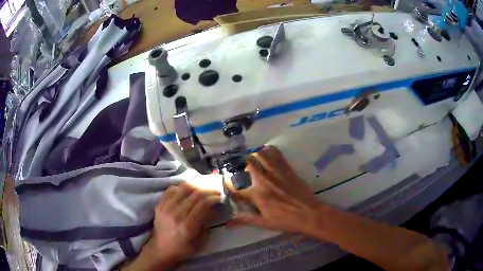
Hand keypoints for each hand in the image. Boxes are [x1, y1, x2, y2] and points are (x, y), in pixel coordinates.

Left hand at [147, 182, 220, 264]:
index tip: (220, 196)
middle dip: (208, 189)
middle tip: (215, 189)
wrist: (161, 249)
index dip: (214, 197)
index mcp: (188, 225)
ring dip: (196, 185)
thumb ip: (206, 223)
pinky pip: (171, 189)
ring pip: (183, 187)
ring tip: (203, 187)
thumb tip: (214, 208)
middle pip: (195, 193)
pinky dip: (181, 187)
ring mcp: (166, 207)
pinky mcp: (160, 205)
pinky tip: (188, 191)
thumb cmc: (183, 249)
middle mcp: (176, 214)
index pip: (203, 203)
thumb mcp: (200, 241)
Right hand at [226, 145, 322, 234]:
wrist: (309, 213)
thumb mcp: (264, 223)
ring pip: (261, 154)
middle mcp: (264, 179)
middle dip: (242, 166)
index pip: (237, 188)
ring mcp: (276, 172)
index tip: (230, 189)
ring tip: (254, 163)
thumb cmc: (286, 220)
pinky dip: (269, 151)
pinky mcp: (287, 168)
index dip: (230, 188)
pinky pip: (276, 154)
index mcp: (257, 194)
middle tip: (243, 172)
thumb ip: (245, 220)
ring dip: (254, 156)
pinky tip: (267, 155)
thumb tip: (227, 223)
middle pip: (248, 163)